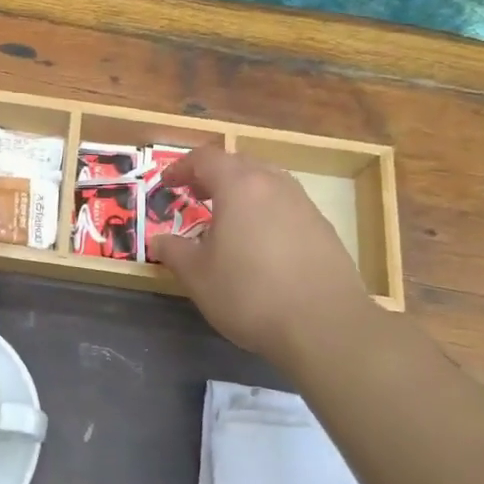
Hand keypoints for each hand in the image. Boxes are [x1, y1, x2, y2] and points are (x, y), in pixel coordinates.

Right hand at [149, 146, 372, 363]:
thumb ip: (173, 251)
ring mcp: (304, 205)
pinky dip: (265, 212)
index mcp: (239, 186)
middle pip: (239, 164)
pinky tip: (258, 244)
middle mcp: (274, 185)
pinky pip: (286, 206)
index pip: (206, 159)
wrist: (324, 325)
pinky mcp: (323, 228)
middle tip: (194, 196)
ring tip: (226, 219)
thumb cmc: (249, 294)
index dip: (181, 167)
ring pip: (267, 183)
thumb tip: (158, 241)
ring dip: (242, 192)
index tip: (167, 184)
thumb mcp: (197, 276)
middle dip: (213, 175)